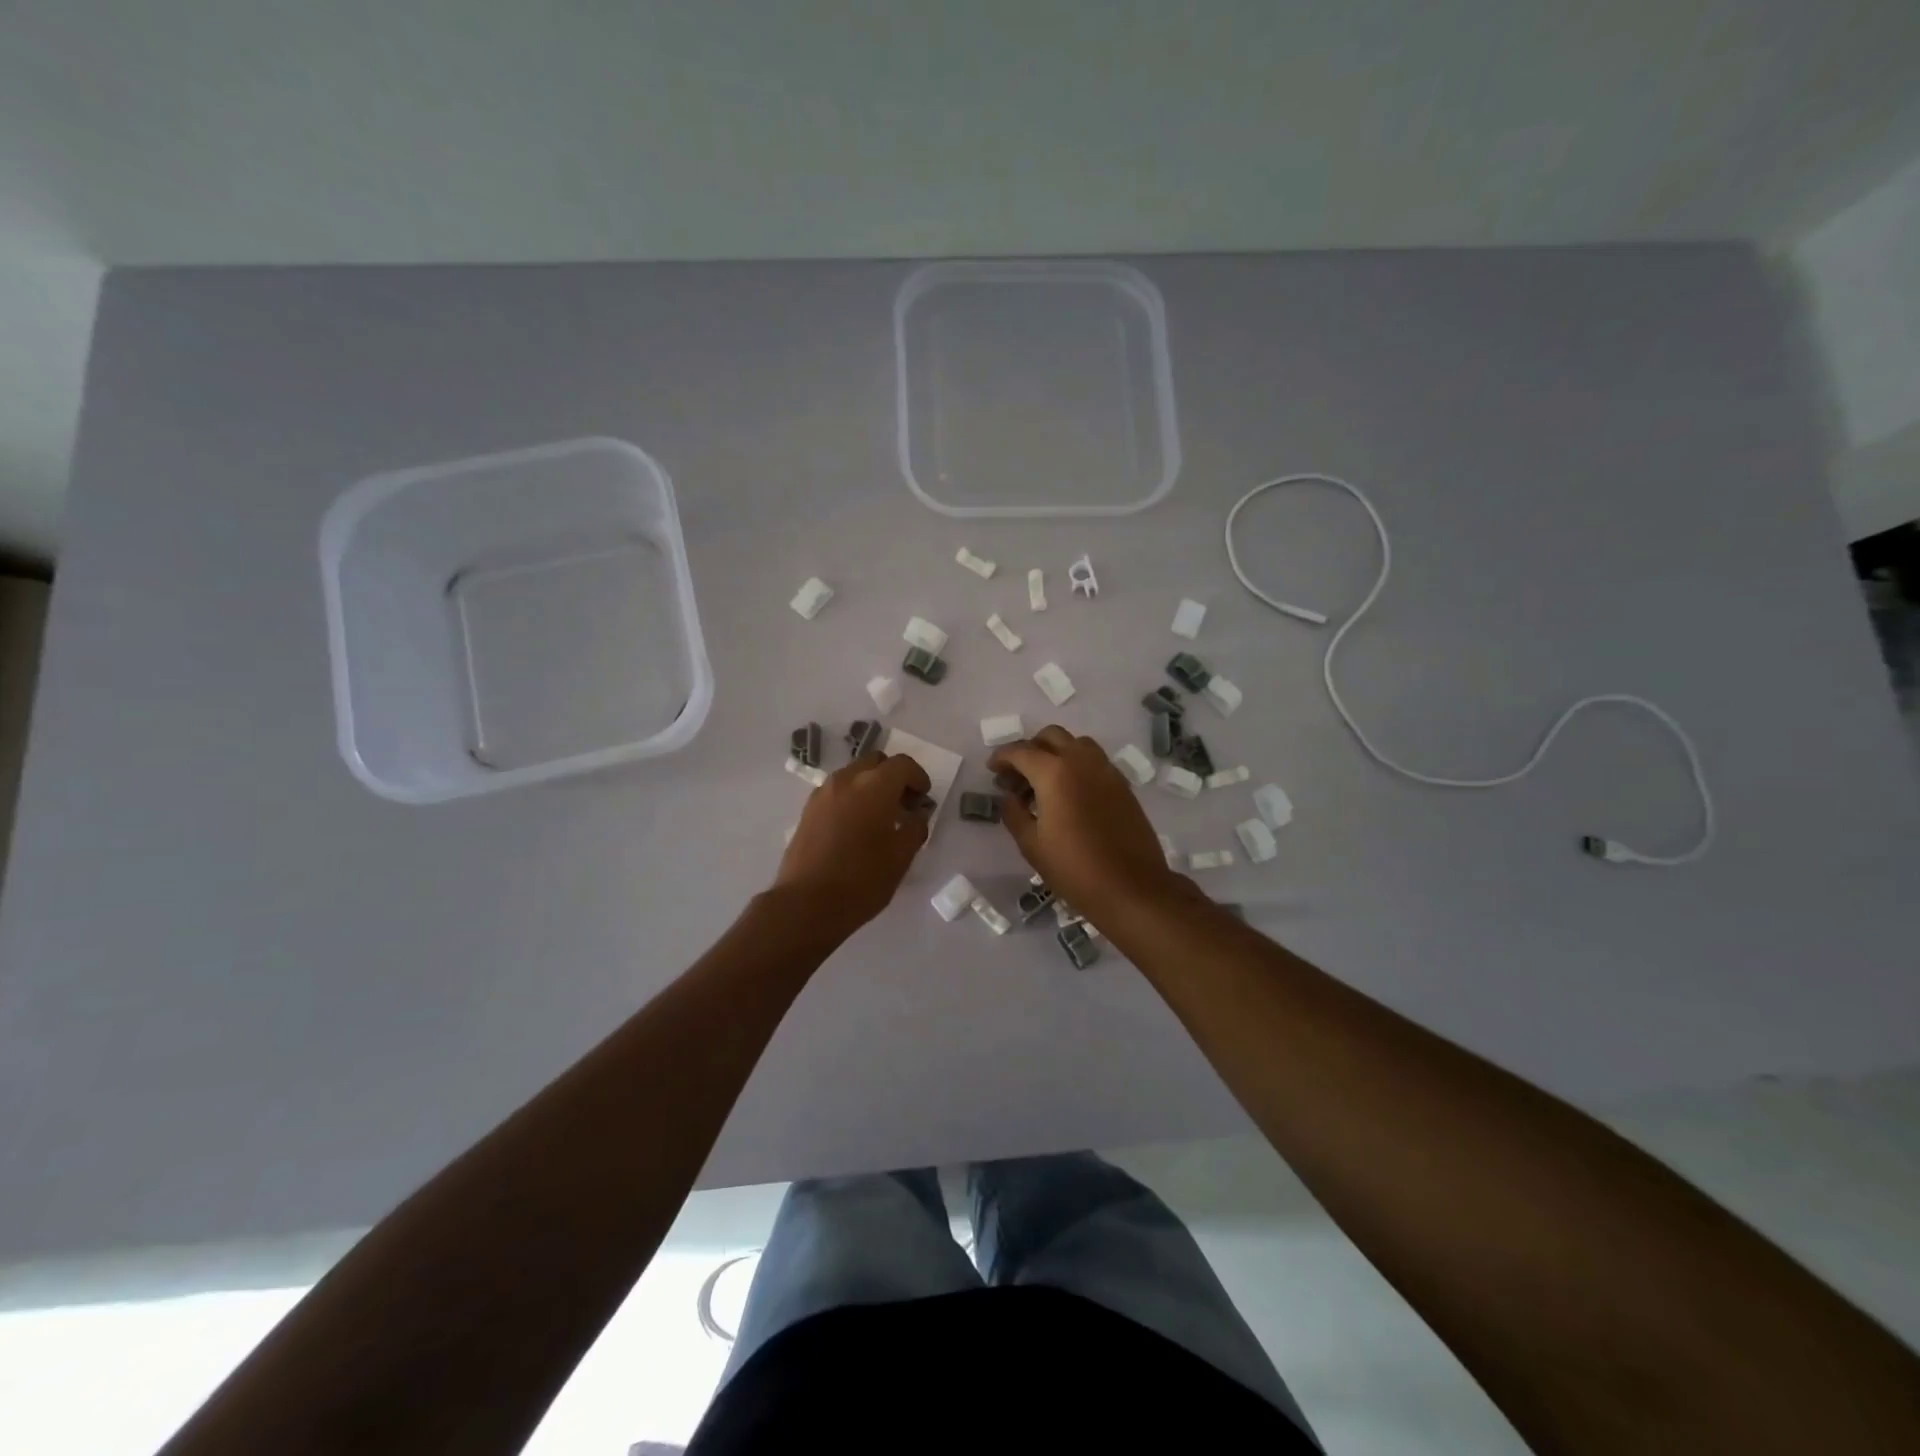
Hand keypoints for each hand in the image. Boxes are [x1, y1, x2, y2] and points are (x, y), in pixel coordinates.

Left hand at [773, 752, 932, 931]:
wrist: (806, 904)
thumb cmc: (862, 880)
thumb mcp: (901, 857)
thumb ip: (915, 827)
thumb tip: (918, 813)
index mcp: (874, 786)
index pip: (902, 764)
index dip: (918, 778)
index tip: (923, 799)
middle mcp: (846, 780)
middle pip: (876, 762)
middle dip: (894, 776)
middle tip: (904, 804)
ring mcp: (823, 793)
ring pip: (854, 774)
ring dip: (872, 786)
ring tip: (881, 818)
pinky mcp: (808, 810)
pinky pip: (837, 791)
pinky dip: (853, 797)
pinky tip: (857, 827)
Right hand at [989, 726, 1187, 917]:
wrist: (1131, 887)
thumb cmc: (1074, 869)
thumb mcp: (1031, 845)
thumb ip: (1014, 813)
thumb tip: (1010, 797)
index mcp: (1054, 773)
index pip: (1021, 751)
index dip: (1002, 758)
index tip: (992, 770)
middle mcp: (1081, 761)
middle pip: (1050, 736)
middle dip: (1029, 750)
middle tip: (1017, 776)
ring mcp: (1106, 770)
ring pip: (1075, 743)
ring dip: (1055, 753)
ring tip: (1044, 782)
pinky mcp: (1122, 784)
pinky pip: (1094, 760)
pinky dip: (1076, 765)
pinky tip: (1069, 794)